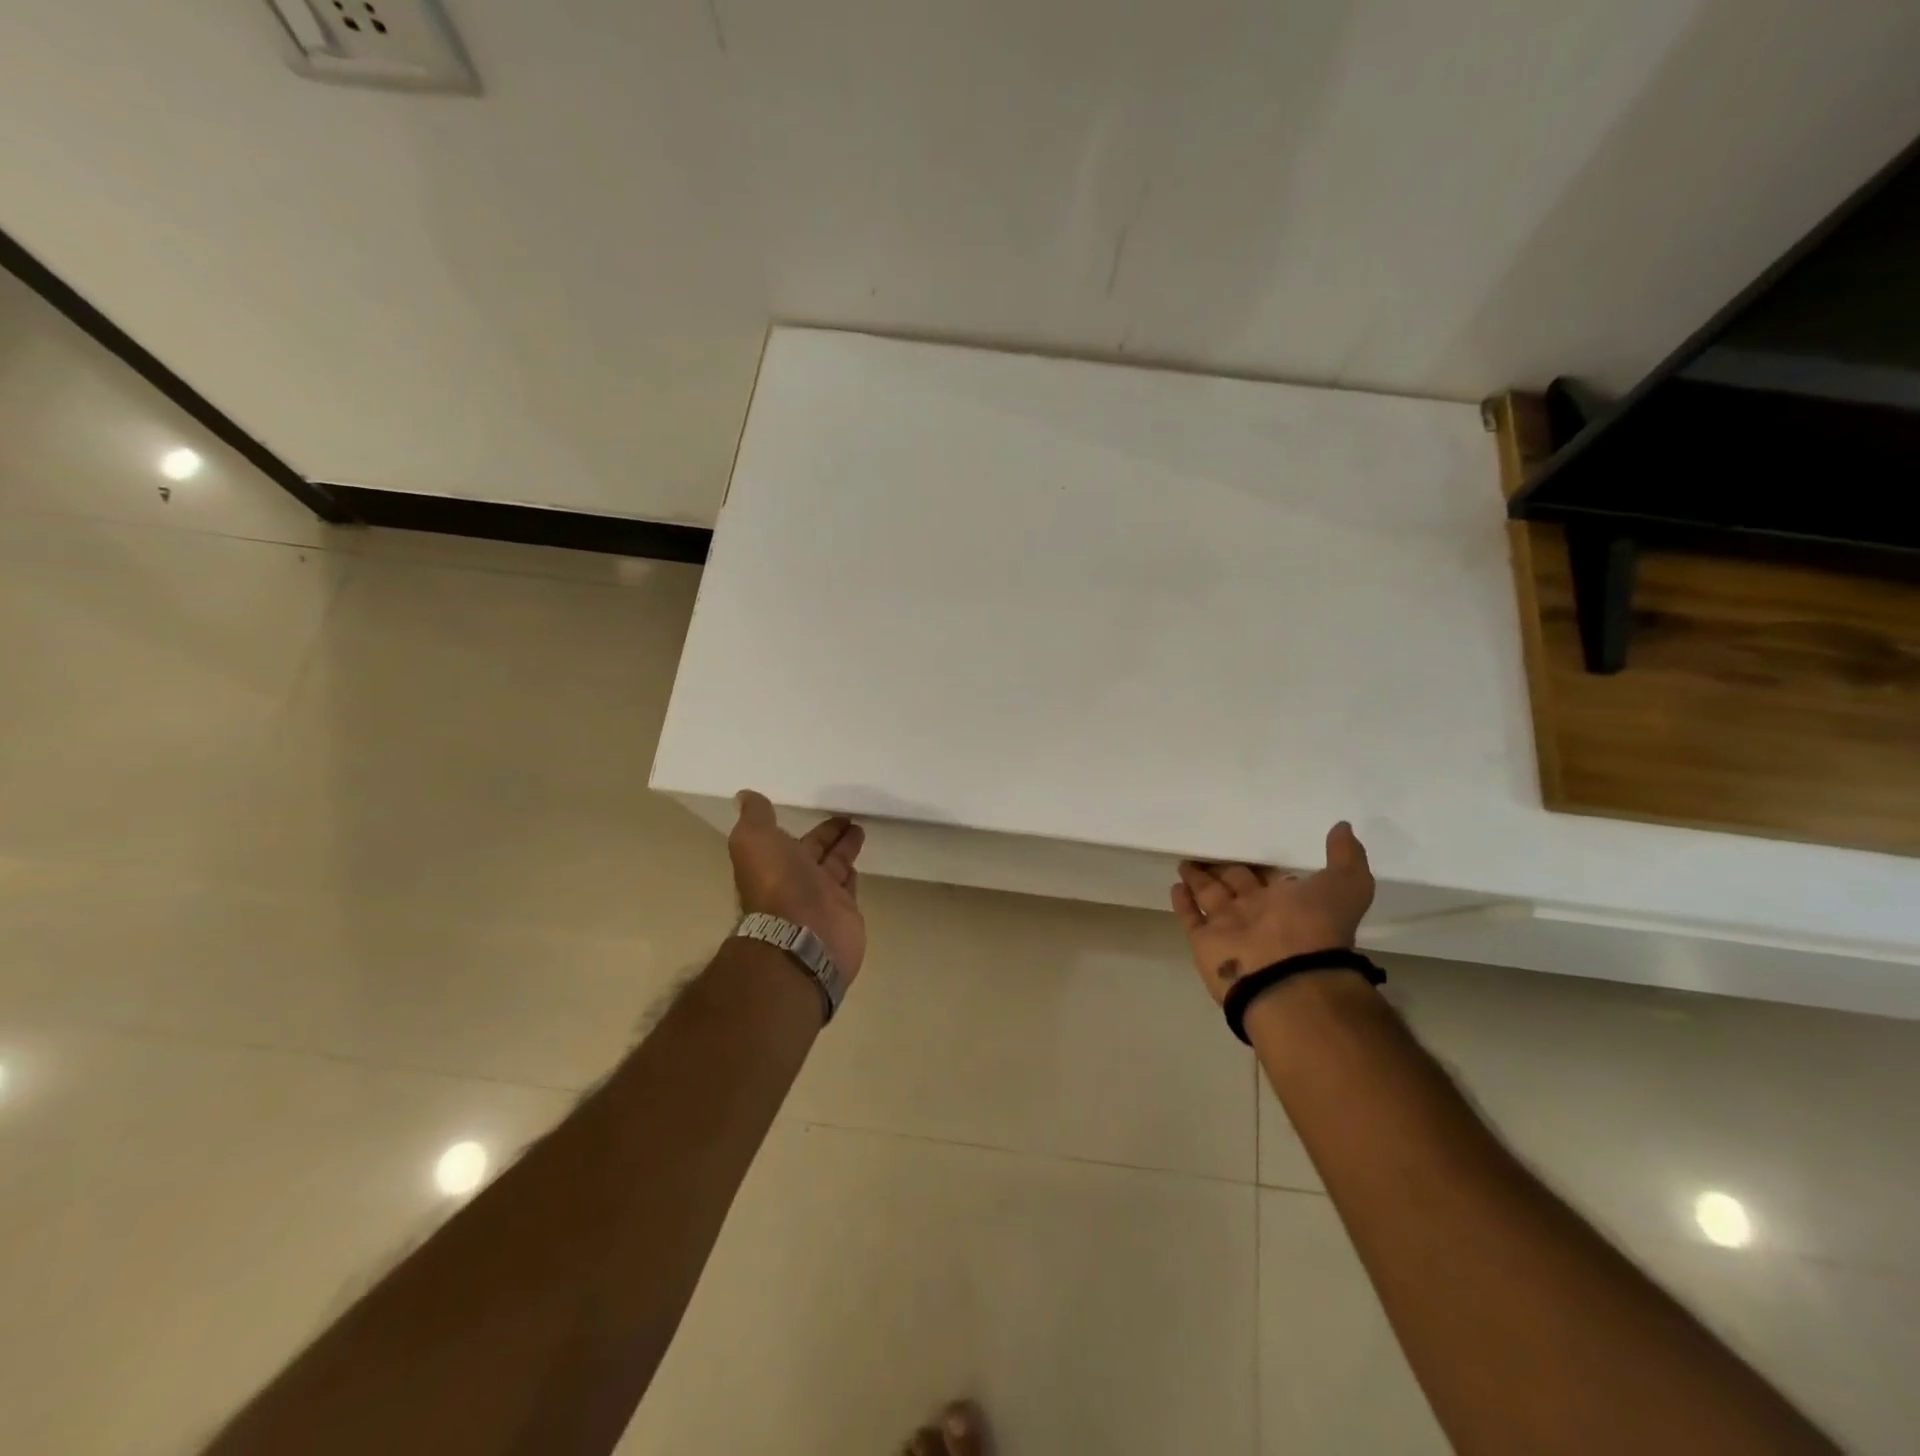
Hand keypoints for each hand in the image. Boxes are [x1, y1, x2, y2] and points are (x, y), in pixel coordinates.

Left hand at [728, 790, 867, 978]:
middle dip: (830, 834)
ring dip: (845, 848)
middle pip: (816, 851)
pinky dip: (852, 873)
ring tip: (860, 828)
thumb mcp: (755, 840)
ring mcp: (821, 897)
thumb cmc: (778, 884)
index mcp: (773, 862)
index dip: (805, 825)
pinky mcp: (845, 911)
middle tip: (850, 816)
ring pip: (835, 866)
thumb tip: (745, 796)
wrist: (803, 935)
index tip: (821, 808)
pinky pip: (849, 887)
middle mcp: (796, 880)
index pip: (791, 839)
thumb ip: (755, 817)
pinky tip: (860, 862)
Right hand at [1170, 822, 1374, 1006]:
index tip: (1243, 842)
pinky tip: (1175, 884)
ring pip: (1210, 895)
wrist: (1288, 978)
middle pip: (1235, 882)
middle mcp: (1258, 913)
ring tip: (1185, 860)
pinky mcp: (1204, 940)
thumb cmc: (1315, 927)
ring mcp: (1229, 927)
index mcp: (1289, 902)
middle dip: (1223, 867)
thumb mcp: (1346, 885)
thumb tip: (1342, 827)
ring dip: (1198, 879)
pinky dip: (1183, 902)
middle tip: (1207, 846)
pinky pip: (1191, 916)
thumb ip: (1345, 856)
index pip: (1268, 875)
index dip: (1257, 862)